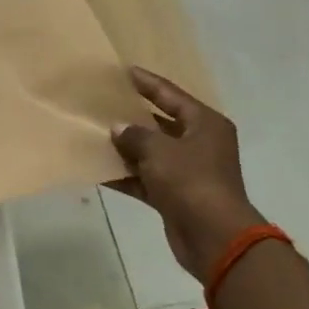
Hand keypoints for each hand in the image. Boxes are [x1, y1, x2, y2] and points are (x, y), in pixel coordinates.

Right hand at [109, 67, 263, 288]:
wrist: (214, 236)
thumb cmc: (190, 181)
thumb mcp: (159, 150)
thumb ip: (135, 135)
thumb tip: (118, 129)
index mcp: (205, 124)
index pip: (171, 95)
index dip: (147, 83)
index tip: (123, 71)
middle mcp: (199, 144)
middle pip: (161, 123)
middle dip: (132, 116)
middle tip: (103, 104)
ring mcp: (188, 172)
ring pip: (151, 153)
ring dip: (126, 148)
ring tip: (95, 135)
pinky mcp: (176, 196)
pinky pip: (146, 179)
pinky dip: (127, 175)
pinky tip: (99, 170)